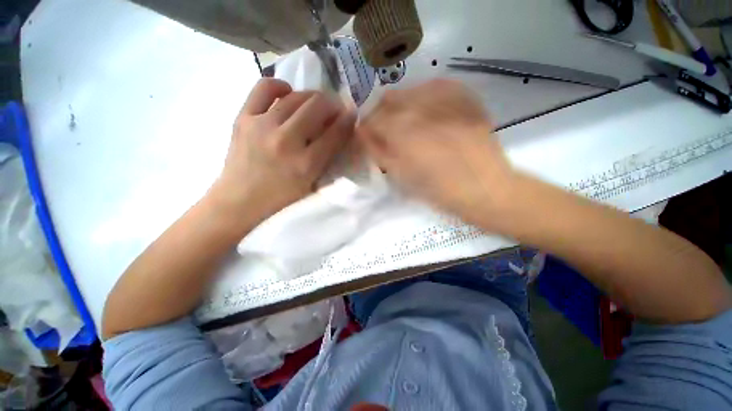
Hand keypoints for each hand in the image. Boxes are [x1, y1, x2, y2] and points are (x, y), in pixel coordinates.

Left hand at [210, 78, 355, 225]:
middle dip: (332, 104)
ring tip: (315, 104)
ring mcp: (263, 126)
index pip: (336, 133)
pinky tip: (287, 94)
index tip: (351, 114)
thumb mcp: (312, 183)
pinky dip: (281, 86)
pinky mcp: (243, 117)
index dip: (348, 120)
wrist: (241, 199)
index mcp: (307, 164)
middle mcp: (287, 141)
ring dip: (313, 97)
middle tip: (334, 110)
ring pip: (297, 96)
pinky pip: (265, 88)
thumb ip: (328, 158)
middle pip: (318, 107)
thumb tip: (340, 130)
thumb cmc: (282, 196)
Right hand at [358, 79, 515, 229]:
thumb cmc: (438, 189)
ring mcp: (445, 97)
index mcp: (402, 130)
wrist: (485, 187)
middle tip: (386, 132)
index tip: (368, 138)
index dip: (366, 128)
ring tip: (409, 124)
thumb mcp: (401, 176)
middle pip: (388, 98)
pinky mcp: (464, 96)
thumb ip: (378, 152)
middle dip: (381, 114)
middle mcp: (420, 106)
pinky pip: (435, 87)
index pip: (372, 119)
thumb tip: (365, 135)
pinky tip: (429, 114)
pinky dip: (425, 98)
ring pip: (410, 90)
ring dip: (402, 106)